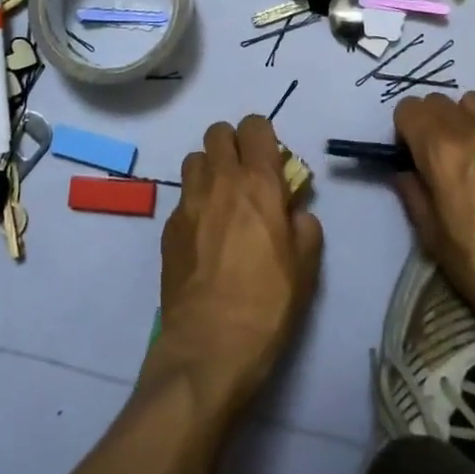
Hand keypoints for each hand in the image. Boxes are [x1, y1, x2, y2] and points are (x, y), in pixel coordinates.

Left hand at [155, 116, 323, 414]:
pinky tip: (204, 236)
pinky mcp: (168, 228)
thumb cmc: (267, 305)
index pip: (255, 126)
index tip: (271, 161)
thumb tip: (293, 212)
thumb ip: (303, 226)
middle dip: (233, 145)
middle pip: (218, 132)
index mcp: (258, 183)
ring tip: (221, 201)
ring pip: (194, 158)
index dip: (263, 137)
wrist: (208, 348)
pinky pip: (182, 197)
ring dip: (209, 169)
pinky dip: (195, 203)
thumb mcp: (306, 267)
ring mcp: (188, 202)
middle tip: (246, 176)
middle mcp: (220, 180)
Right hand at [393, 92, 474, 341]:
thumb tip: (405, 173)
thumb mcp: (433, 238)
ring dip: (463, 119)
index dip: (403, 131)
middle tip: (436, 157)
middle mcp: (474, 131)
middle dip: (429, 122)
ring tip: (470, 153)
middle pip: (439, 101)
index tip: (410, 157)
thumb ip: (413, 195)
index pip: (409, 109)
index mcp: (442, 150)